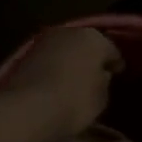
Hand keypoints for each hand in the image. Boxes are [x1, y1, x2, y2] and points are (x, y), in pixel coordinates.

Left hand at [0, 26, 122, 141]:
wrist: (29, 109)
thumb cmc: (75, 101)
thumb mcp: (101, 97)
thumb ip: (103, 81)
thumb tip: (99, 74)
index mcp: (93, 37)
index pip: (111, 49)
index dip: (115, 62)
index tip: (117, 73)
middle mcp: (68, 31)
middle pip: (84, 44)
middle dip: (90, 57)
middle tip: (96, 75)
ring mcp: (43, 42)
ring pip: (63, 50)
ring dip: (69, 61)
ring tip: (74, 80)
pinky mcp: (23, 56)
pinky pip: (47, 61)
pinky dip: (52, 69)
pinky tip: (54, 83)